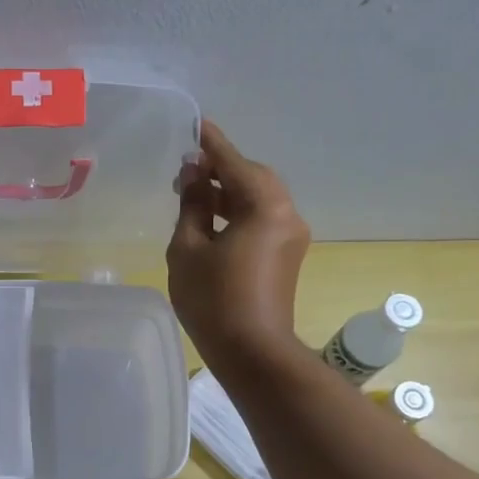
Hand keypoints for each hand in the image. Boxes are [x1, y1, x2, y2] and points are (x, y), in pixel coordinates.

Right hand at [167, 120, 310, 373]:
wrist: (253, 353)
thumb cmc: (214, 299)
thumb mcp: (189, 248)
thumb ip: (192, 205)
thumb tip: (194, 176)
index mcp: (265, 206)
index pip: (234, 162)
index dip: (211, 144)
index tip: (196, 125)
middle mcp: (286, 214)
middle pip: (253, 177)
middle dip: (221, 169)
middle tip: (187, 169)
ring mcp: (291, 236)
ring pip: (258, 199)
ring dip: (229, 192)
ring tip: (194, 193)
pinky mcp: (286, 256)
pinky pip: (261, 219)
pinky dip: (238, 212)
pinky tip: (211, 220)